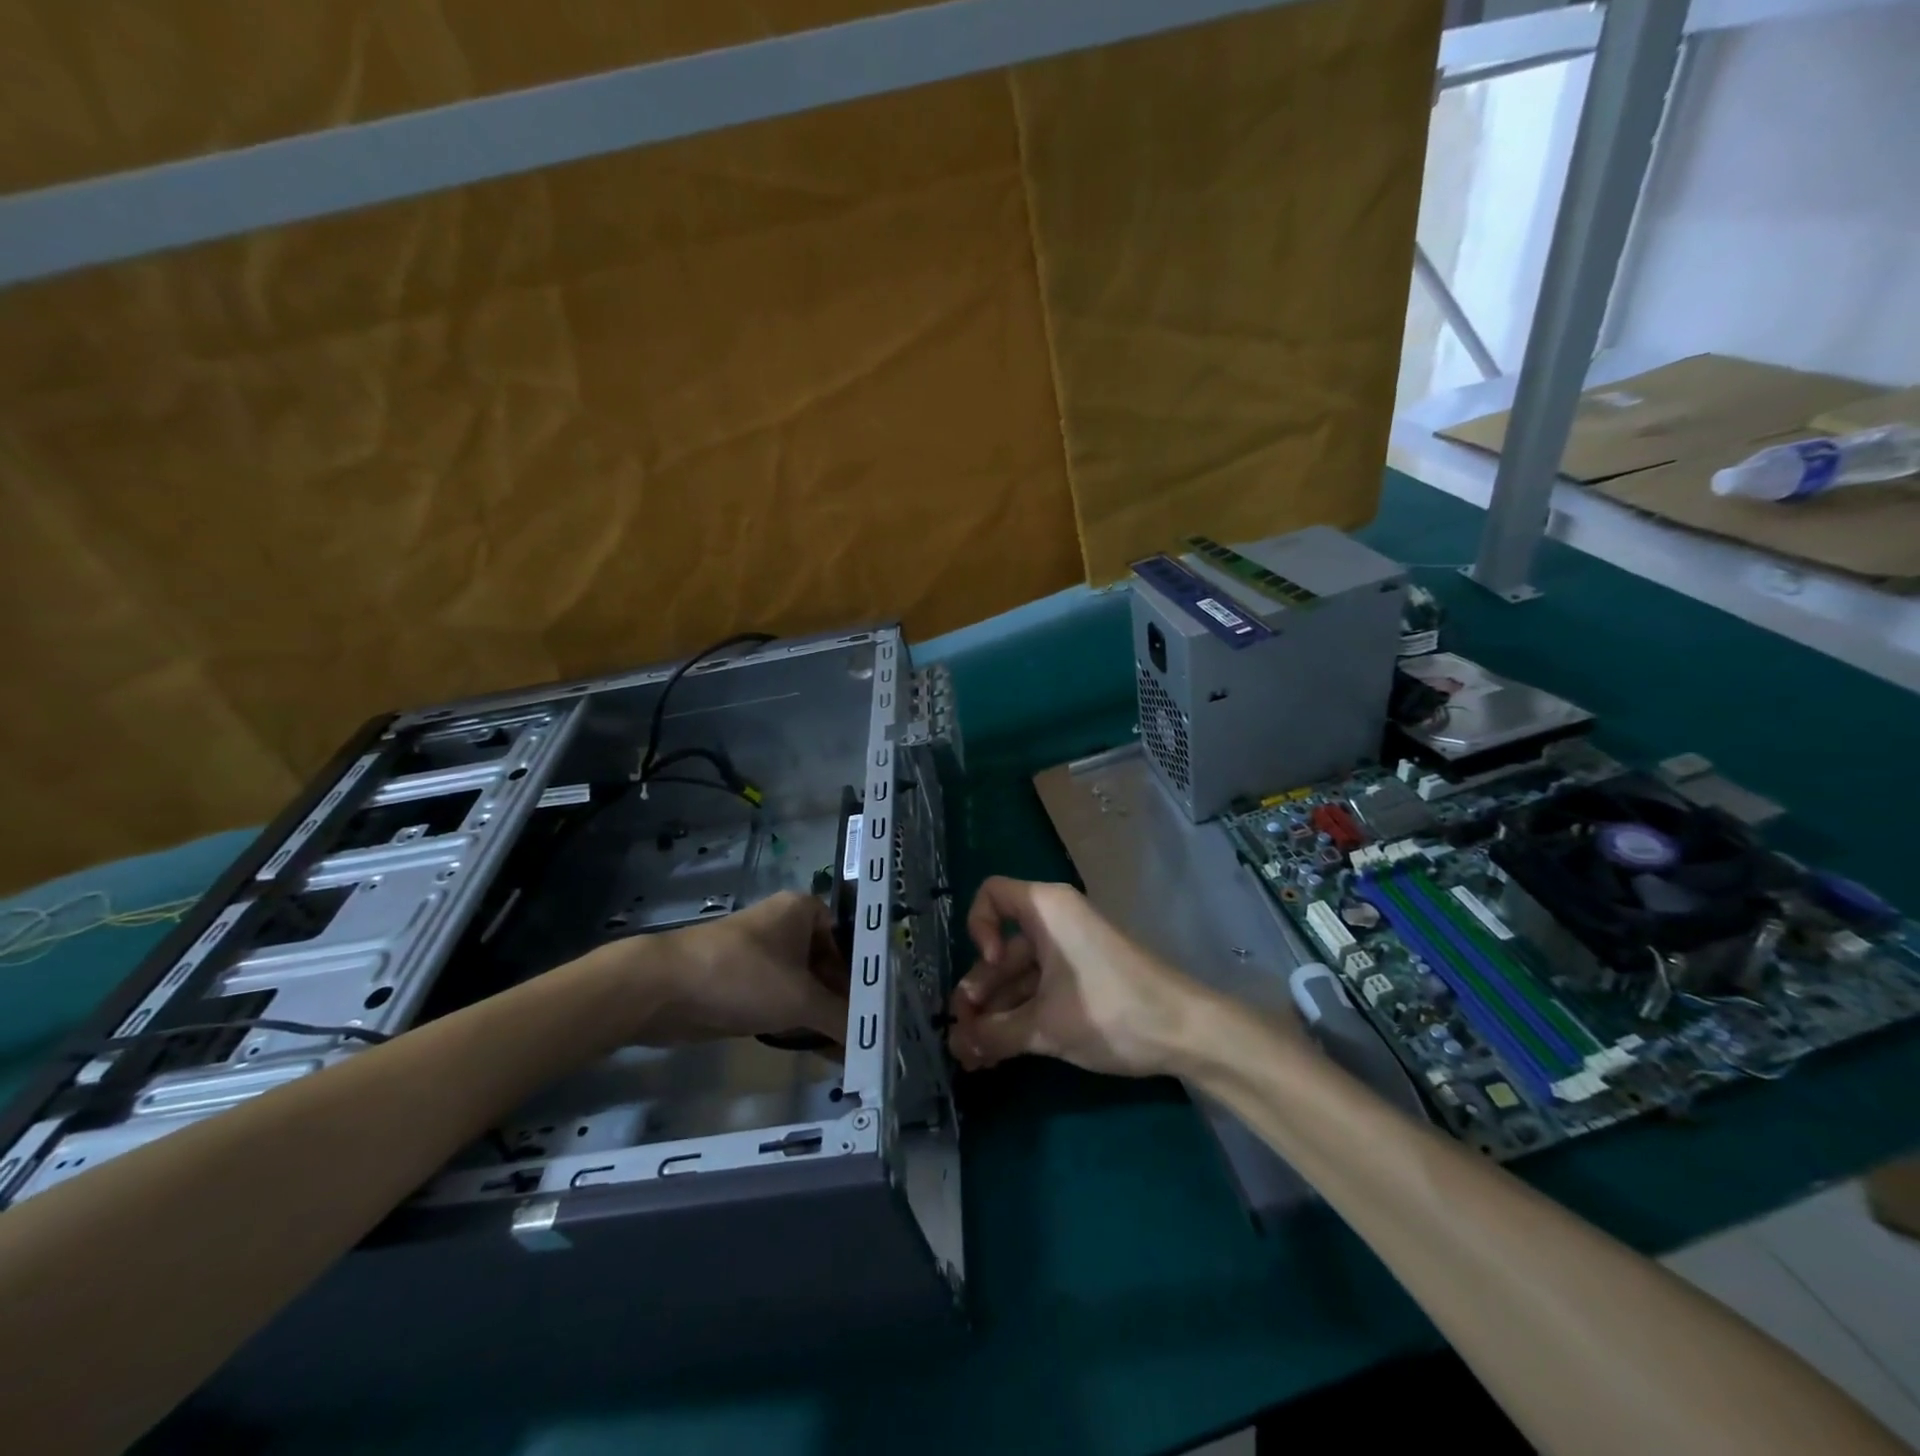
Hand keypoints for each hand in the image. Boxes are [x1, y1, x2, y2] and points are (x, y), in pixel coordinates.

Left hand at [613, 891, 849, 1045]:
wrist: (661, 988)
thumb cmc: (741, 976)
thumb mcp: (799, 998)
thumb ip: (840, 1018)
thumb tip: (872, 1043)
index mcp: (804, 910)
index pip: (850, 941)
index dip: (867, 975)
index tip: (881, 1009)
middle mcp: (785, 927)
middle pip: (829, 966)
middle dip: (846, 1002)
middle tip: (869, 1037)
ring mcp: (762, 956)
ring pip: (805, 987)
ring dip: (824, 1016)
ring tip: (851, 1052)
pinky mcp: (743, 984)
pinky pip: (782, 1002)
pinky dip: (799, 1023)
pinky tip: (820, 1051)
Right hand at [946, 877, 1209, 1077]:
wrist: (1186, 1031)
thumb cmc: (1110, 1010)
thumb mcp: (1046, 1026)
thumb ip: (995, 1034)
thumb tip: (956, 1047)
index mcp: (1046, 910)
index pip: (991, 896)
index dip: (978, 928)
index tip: (992, 964)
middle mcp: (1055, 921)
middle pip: (1001, 947)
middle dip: (979, 991)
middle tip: (962, 1035)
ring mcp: (1071, 951)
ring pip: (1019, 974)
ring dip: (996, 1012)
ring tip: (975, 1056)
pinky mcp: (1083, 977)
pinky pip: (1040, 988)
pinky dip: (1021, 1015)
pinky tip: (1000, 1053)